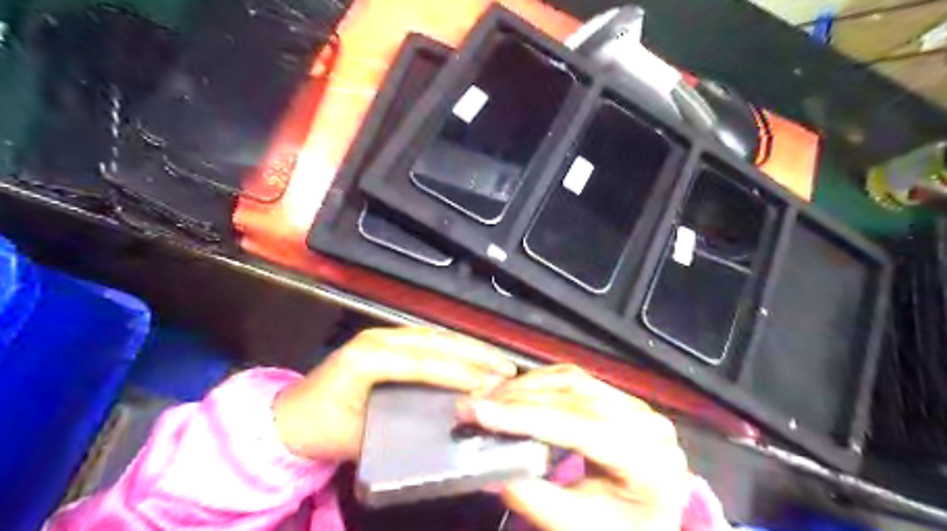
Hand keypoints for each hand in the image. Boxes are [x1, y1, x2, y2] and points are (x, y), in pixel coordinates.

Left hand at [270, 326, 520, 462]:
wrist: (286, 418)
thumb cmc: (319, 429)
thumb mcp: (357, 438)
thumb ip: (400, 429)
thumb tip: (447, 426)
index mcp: (367, 358)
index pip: (423, 362)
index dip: (459, 372)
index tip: (490, 383)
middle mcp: (377, 338)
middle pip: (434, 341)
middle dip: (474, 353)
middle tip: (506, 367)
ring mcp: (381, 335)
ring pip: (434, 335)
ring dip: (468, 347)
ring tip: (496, 360)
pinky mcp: (385, 339)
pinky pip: (427, 339)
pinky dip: (453, 346)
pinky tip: (471, 355)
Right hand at [458, 365, 689, 530]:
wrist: (648, 523)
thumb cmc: (618, 529)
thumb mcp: (577, 526)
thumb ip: (535, 499)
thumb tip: (490, 470)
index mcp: (648, 460)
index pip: (581, 427)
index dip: (526, 418)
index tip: (481, 412)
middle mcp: (646, 422)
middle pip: (575, 397)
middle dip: (518, 399)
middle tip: (474, 404)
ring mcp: (635, 405)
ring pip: (572, 381)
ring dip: (525, 386)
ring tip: (488, 397)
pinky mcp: (619, 397)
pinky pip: (574, 379)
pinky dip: (539, 382)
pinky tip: (514, 391)